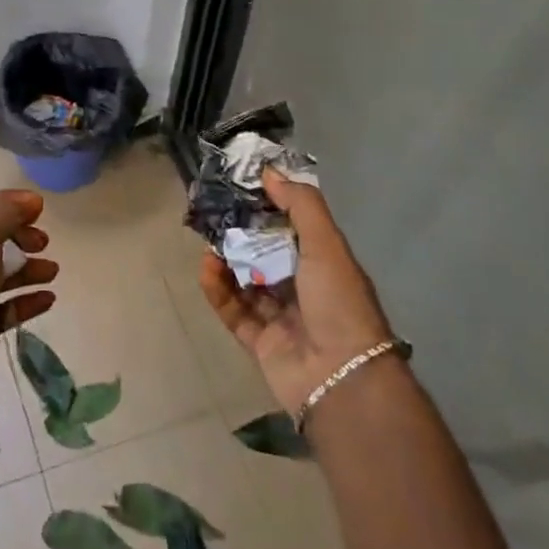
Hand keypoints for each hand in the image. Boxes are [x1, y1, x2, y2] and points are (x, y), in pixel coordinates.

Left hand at [0, 189, 57, 414]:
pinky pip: (2, 307)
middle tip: (43, 242)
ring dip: (27, 269)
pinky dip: (24, 300)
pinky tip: (48, 299)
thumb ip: (5, 215)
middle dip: (19, 236)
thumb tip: (29, 200)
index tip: (39, 208)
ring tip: (52, 272)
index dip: (6, 201)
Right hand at [198, 168, 395, 414]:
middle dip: (241, 233)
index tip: (241, 185)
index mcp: (324, 263)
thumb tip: (270, 171)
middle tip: (214, 212)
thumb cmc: (338, 302)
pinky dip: (218, 290)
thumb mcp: (326, 244)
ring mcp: (281, 317)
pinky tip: (206, 269)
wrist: (341, 377)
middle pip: (265, 253)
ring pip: (246, 281)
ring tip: (208, 242)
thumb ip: (301, 205)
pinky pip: (233, 310)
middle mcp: (303, 288)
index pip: (291, 227)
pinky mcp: (259, 342)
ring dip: (226, 261)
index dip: (268, 206)